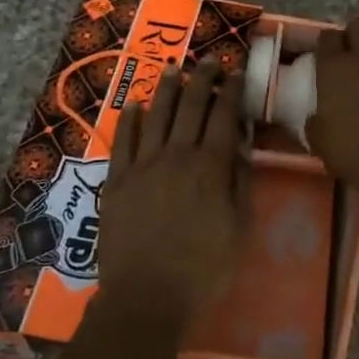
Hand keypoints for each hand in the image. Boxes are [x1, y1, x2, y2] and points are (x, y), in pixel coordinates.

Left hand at [95, 63, 247, 334]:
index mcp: (211, 167)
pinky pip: (123, 140)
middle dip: (202, 79)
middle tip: (209, 60)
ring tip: (174, 68)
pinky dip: (130, 118)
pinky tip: (136, 103)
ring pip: (157, 115)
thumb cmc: (203, 269)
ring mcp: (143, 166)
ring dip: (167, 89)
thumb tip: (240, 145)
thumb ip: (240, 182)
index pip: (223, 116)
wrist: (146, 298)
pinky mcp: (117, 180)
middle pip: (191, 106)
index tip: (235, 72)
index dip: (231, 91)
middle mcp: (177, 156)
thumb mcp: (239, 228)